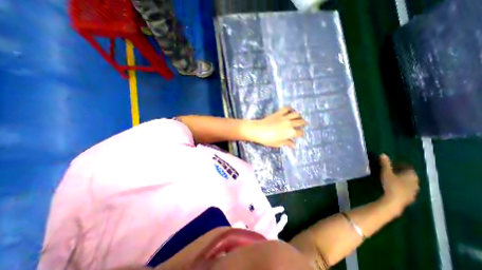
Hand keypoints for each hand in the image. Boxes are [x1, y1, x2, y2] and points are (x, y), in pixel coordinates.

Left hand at [251, 107, 306, 147]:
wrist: (258, 130)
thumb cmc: (268, 139)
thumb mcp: (278, 143)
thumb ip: (287, 143)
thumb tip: (294, 145)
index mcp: (290, 132)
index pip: (300, 132)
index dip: (302, 133)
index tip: (301, 134)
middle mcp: (289, 124)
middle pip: (300, 122)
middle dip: (304, 123)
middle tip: (304, 123)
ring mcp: (284, 117)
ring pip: (296, 114)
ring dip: (299, 115)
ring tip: (299, 117)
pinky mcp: (279, 113)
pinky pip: (286, 108)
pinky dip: (290, 108)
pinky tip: (291, 110)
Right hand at [380, 154, 417, 214]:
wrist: (394, 201)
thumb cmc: (392, 185)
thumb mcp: (386, 172)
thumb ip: (385, 164)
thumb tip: (383, 154)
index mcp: (412, 176)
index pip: (409, 168)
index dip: (401, 165)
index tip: (394, 164)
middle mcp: (416, 182)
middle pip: (409, 175)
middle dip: (401, 172)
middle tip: (392, 170)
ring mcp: (414, 191)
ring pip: (409, 183)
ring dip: (402, 180)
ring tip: (392, 178)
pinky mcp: (410, 197)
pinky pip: (407, 188)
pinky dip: (401, 186)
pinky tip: (394, 186)